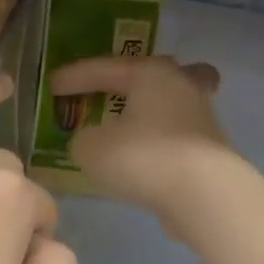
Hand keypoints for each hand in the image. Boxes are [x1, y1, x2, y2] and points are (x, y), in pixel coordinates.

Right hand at [49, 56, 231, 234]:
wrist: (203, 195)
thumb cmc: (143, 158)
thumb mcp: (91, 149)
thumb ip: (82, 140)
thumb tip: (90, 141)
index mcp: (152, 73)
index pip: (106, 68)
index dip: (76, 76)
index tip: (52, 85)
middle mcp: (182, 87)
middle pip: (158, 75)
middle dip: (135, 81)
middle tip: (114, 87)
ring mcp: (202, 120)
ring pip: (173, 106)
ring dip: (151, 114)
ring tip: (130, 127)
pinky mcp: (210, 153)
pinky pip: (177, 139)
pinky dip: (159, 144)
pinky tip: (145, 160)